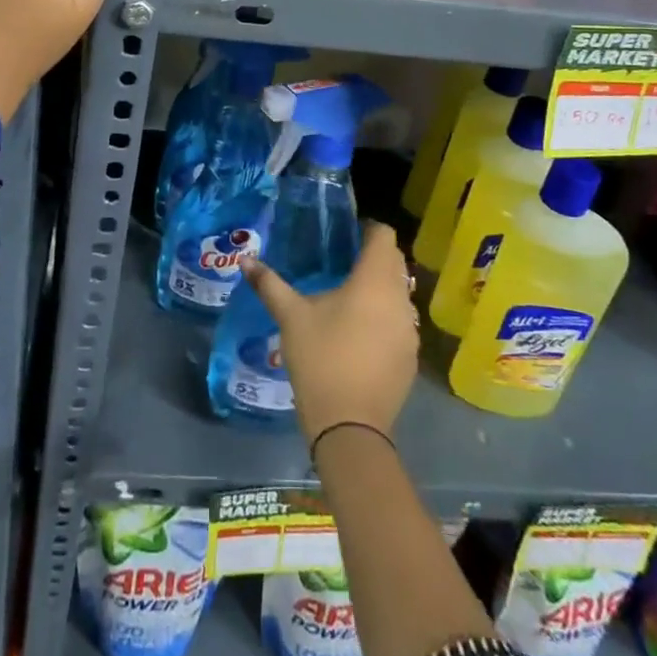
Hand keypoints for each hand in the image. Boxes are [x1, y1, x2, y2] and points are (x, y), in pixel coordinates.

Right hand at [242, 222, 419, 448]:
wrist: (350, 426)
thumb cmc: (321, 359)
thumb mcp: (290, 317)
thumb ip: (269, 284)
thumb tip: (245, 260)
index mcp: (374, 281)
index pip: (384, 236)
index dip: (367, 229)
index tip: (345, 234)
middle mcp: (400, 299)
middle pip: (395, 262)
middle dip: (373, 256)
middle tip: (341, 260)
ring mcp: (410, 330)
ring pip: (400, 293)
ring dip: (380, 287)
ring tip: (349, 296)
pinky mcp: (411, 356)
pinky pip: (401, 321)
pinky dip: (385, 316)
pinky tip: (360, 332)